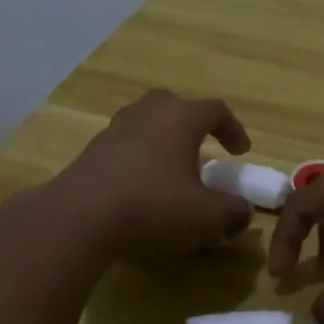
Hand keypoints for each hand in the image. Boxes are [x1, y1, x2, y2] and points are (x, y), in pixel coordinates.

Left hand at [48, 90, 255, 256]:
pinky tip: (142, 189)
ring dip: (163, 142)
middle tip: (203, 151)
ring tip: (172, 171)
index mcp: (180, 117)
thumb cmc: (153, 206)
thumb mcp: (206, 217)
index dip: (234, 129)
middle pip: (175, 106)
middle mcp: (147, 113)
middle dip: (193, 126)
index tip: (241, 153)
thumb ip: (233, 212)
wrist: (80, 217)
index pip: (216, 110)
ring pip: (147, 124)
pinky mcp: (92, 151)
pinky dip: (140, 159)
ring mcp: (115, 129)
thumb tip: (243, 212)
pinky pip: (126, 146)